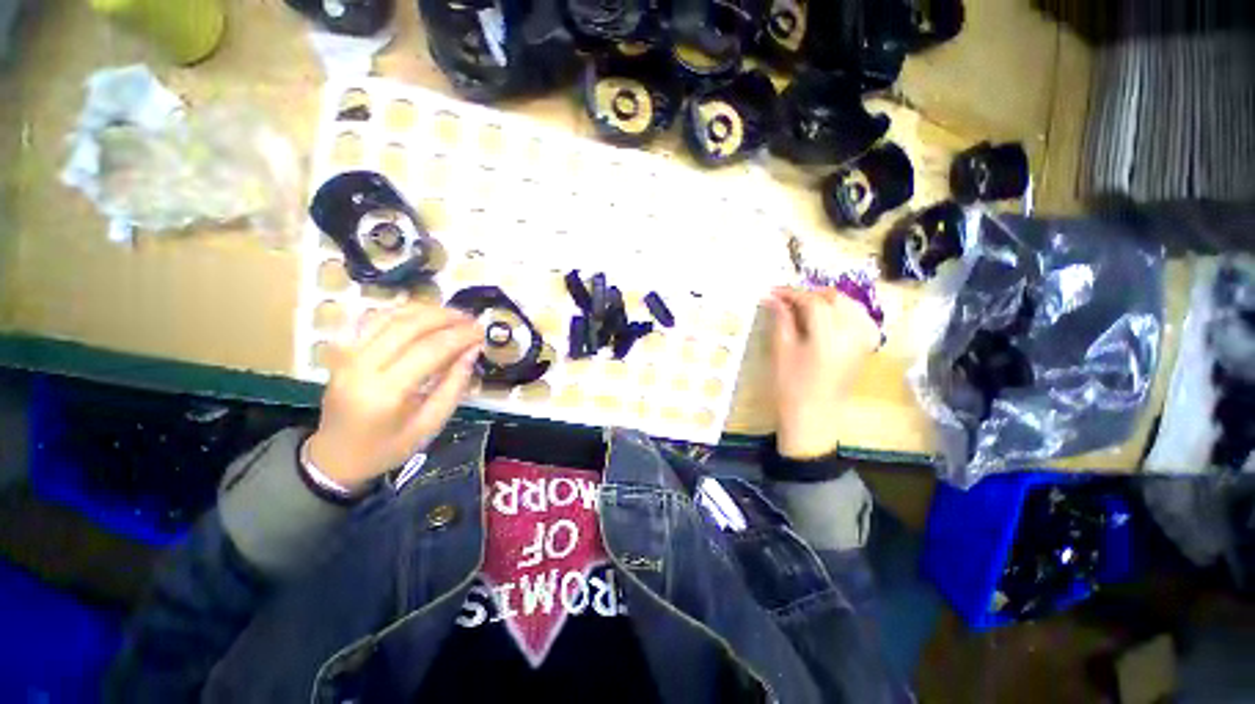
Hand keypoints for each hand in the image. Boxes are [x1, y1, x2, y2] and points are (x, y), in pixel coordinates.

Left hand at [306, 303, 482, 491]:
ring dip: (425, 310)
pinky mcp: (342, 351)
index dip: (460, 336)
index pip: (430, 350)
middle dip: (445, 317)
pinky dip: (401, 311)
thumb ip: (454, 385)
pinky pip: (372, 319)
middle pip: (408, 326)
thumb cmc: (388, 447)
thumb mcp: (431, 424)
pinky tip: (421, 314)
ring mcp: (347, 356)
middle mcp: (362, 367)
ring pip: (389, 316)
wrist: (335, 457)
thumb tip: (472, 350)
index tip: (482, 331)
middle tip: (471, 319)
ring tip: (452, 314)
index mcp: (386, 393)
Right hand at [765, 287, 878, 459]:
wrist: (813, 415)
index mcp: (829, 336)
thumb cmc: (791, 385)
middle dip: (809, 294)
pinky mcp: (867, 346)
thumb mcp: (781, 350)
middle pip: (835, 298)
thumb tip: (772, 297)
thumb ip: (780, 319)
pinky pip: (861, 317)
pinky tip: (830, 316)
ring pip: (851, 304)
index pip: (812, 301)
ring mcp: (864, 340)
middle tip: (786, 300)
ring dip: (828, 299)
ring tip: (805, 306)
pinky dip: (845, 310)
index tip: (773, 292)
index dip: (791, 293)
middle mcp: (853, 333)